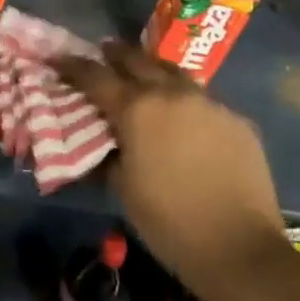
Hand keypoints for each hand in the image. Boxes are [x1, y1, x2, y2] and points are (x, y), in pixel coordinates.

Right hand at [53, 40, 282, 299]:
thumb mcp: (124, 190)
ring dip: (154, 70)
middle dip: (116, 54)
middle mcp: (171, 93)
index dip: (73, 66)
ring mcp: (208, 102)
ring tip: (145, 75)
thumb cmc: (170, 223)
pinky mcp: (237, 119)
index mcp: (137, 109)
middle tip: (103, 51)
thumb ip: (110, 153)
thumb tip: (105, 139)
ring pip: (174, 74)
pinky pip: (204, 101)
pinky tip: (188, 120)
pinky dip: (187, 103)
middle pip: (137, 60)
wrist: (241, 249)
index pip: (96, 77)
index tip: (59, 59)